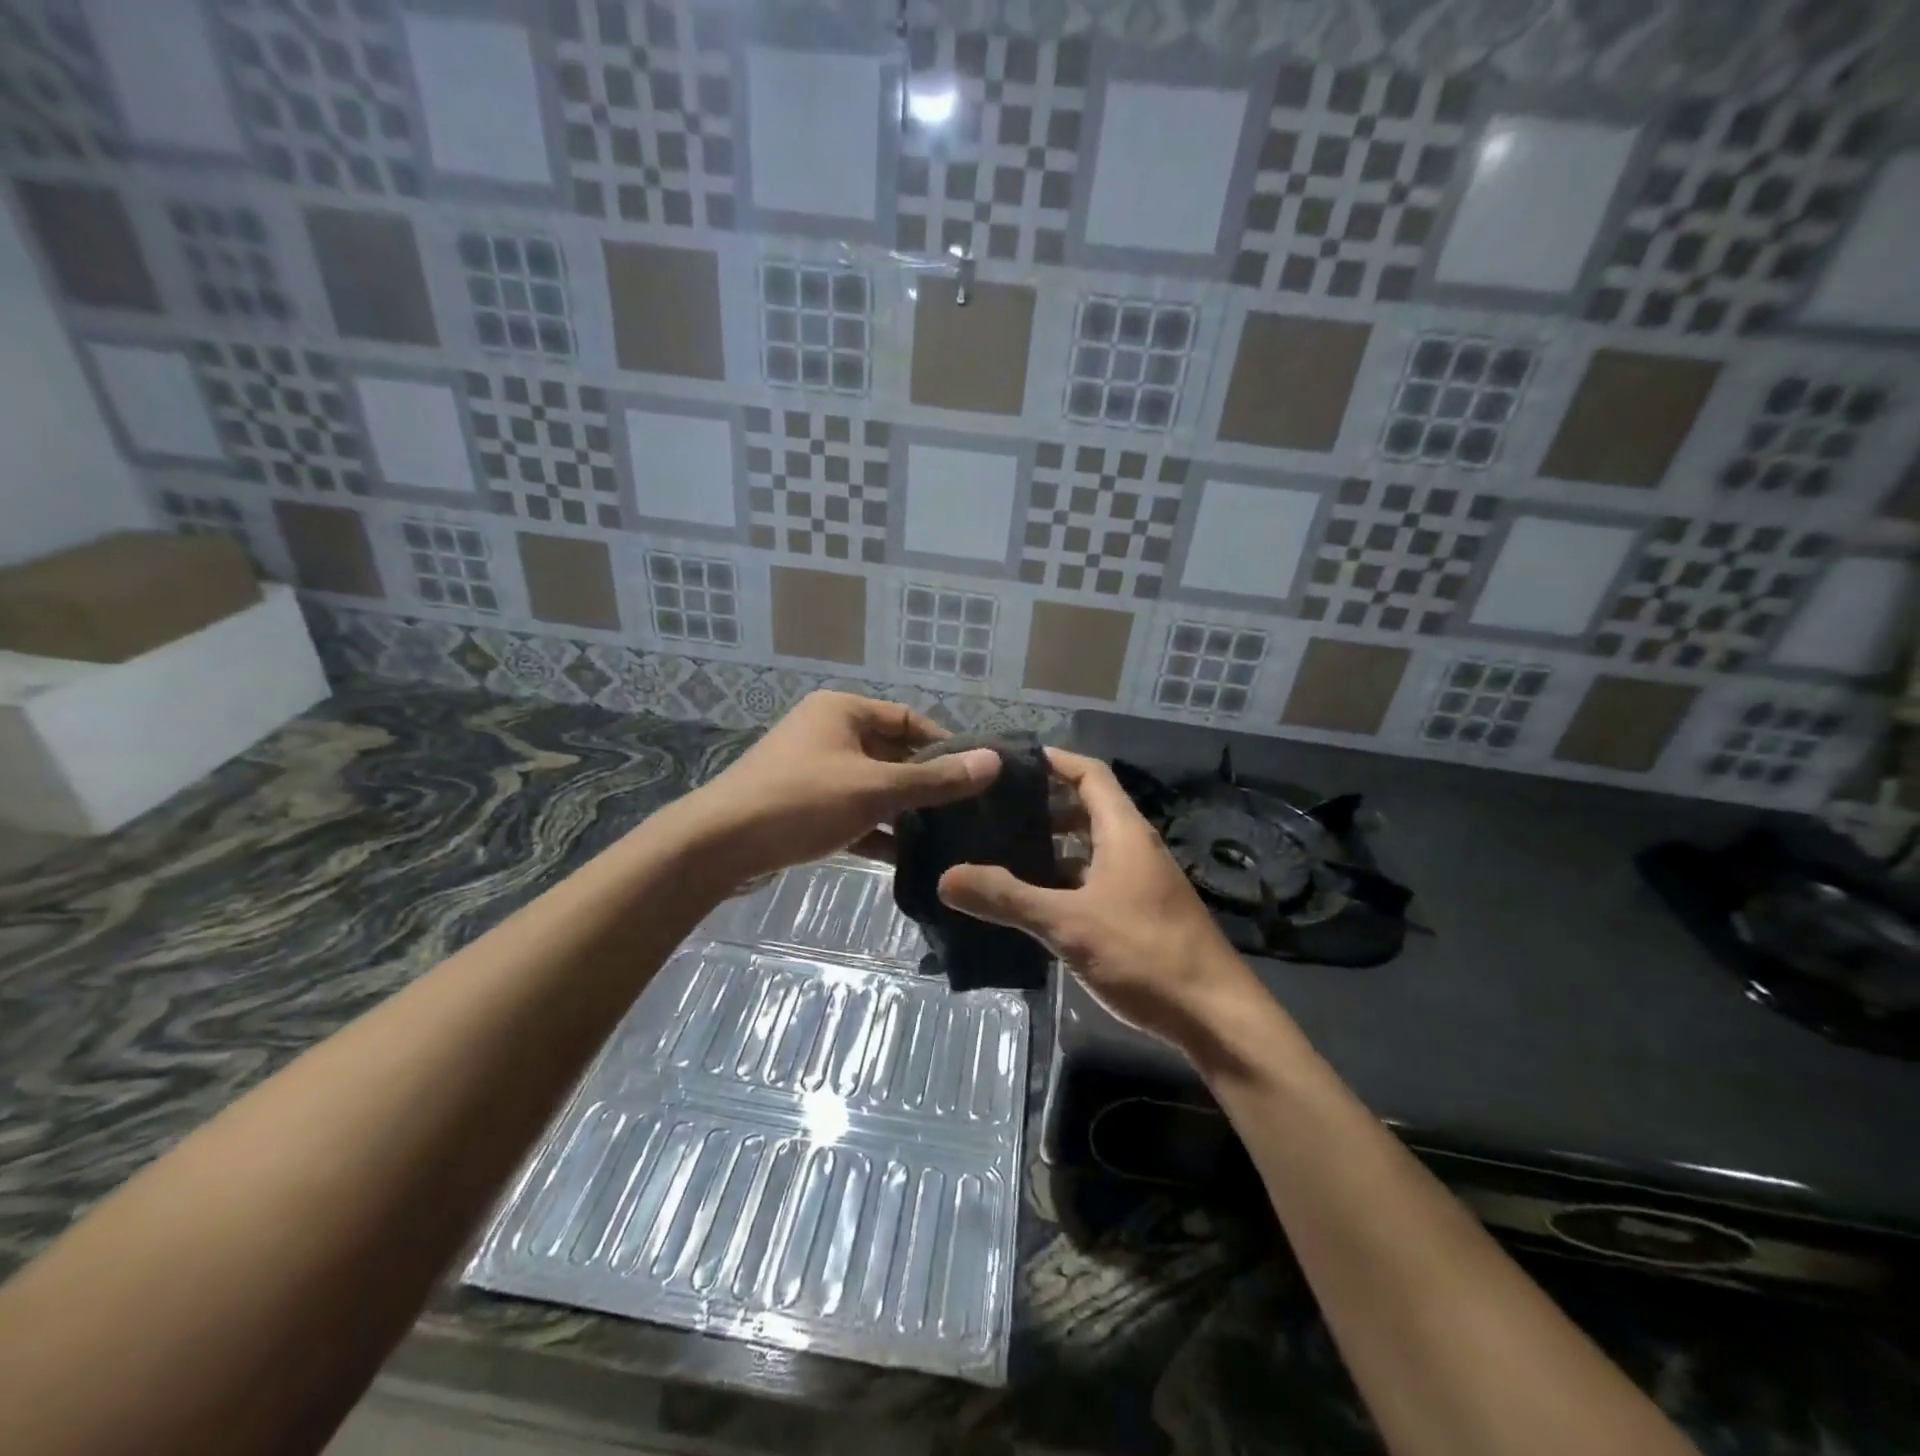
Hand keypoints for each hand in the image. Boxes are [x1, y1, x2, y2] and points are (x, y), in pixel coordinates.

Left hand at [680, 691, 999, 883]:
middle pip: (892, 753)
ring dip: (902, 809)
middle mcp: (828, 733)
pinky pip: (850, 811)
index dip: (945, 744)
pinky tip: (905, 857)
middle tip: (967, 811)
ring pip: (872, 786)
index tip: (975, 776)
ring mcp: (813, 771)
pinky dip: (874, 829)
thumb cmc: (802, 801)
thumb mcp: (876, 788)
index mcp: (843, 712)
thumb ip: (936, 778)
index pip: (908, 719)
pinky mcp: (802, 806)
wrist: (718, 845)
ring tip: (945, 836)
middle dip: (925, 782)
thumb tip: (994, 761)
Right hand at [938, 749, 1251, 1046]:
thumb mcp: (1069, 924)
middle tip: (993, 811)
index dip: (1054, 760)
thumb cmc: (1145, 954)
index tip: (1011, 761)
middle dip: (1043, 806)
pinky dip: (1064, 881)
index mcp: (1124, 832)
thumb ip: (1007, 899)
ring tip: (1001, 852)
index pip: (1090, 773)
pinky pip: (1094, 881)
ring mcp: (1140, 882)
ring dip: (1051, 847)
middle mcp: (1134, 848)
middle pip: (1087, 809)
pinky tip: (1033, 901)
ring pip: (1089, 849)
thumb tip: (945, 877)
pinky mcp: (1140, 914)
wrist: (1215, 1017)